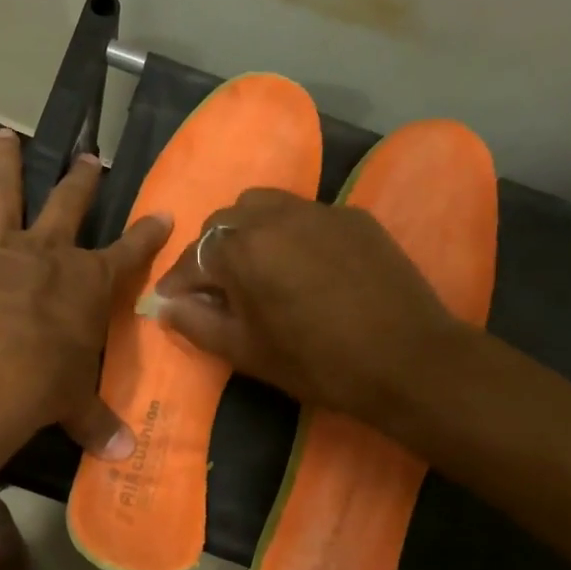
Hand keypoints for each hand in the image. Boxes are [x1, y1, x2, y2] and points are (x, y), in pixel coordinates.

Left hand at [0, 129, 169, 458]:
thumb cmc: (42, 384)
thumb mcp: (74, 405)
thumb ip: (96, 424)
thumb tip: (124, 456)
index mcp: (87, 285)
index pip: (128, 255)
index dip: (147, 236)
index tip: (163, 214)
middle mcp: (47, 253)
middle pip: (68, 206)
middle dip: (80, 182)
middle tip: (88, 159)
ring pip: (4, 192)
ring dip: (6, 162)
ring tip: (5, 133)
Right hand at [150, 189, 465, 426]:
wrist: (407, 360)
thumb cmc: (317, 363)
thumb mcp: (246, 352)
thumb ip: (196, 323)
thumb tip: (163, 305)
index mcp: (241, 250)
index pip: (192, 257)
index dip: (178, 282)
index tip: (172, 301)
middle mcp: (273, 216)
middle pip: (223, 221)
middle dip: (210, 252)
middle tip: (216, 288)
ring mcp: (316, 210)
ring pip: (262, 206)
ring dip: (246, 232)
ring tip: (255, 267)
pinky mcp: (351, 215)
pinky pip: (303, 213)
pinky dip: (287, 232)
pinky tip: (301, 265)